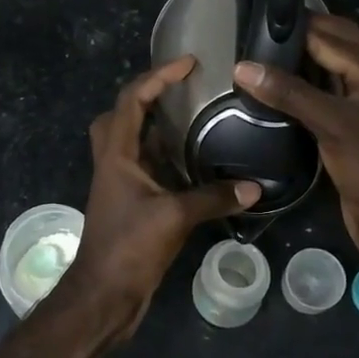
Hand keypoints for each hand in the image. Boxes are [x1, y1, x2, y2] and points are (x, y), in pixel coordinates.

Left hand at [66, 57, 259, 333]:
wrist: (104, 294)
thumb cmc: (129, 247)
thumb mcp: (174, 217)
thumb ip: (213, 198)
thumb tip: (254, 187)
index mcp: (117, 153)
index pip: (132, 99)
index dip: (158, 76)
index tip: (189, 64)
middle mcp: (114, 160)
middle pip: (121, 114)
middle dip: (147, 95)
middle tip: (182, 89)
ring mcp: (120, 182)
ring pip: (133, 140)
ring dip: (157, 125)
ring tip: (194, 116)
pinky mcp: (130, 202)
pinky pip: (145, 165)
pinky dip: (165, 155)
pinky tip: (193, 160)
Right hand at [234, 13, 358, 257]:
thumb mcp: (330, 123)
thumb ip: (288, 92)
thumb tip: (242, 67)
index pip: (331, 36)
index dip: (295, 29)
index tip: (257, 22)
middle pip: (337, 44)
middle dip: (302, 37)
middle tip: (259, 35)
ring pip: (333, 68)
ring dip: (304, 60)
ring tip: (263, 55)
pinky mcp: (358, 124)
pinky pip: (330, 92)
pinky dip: (308, 85)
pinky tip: (280, 88)